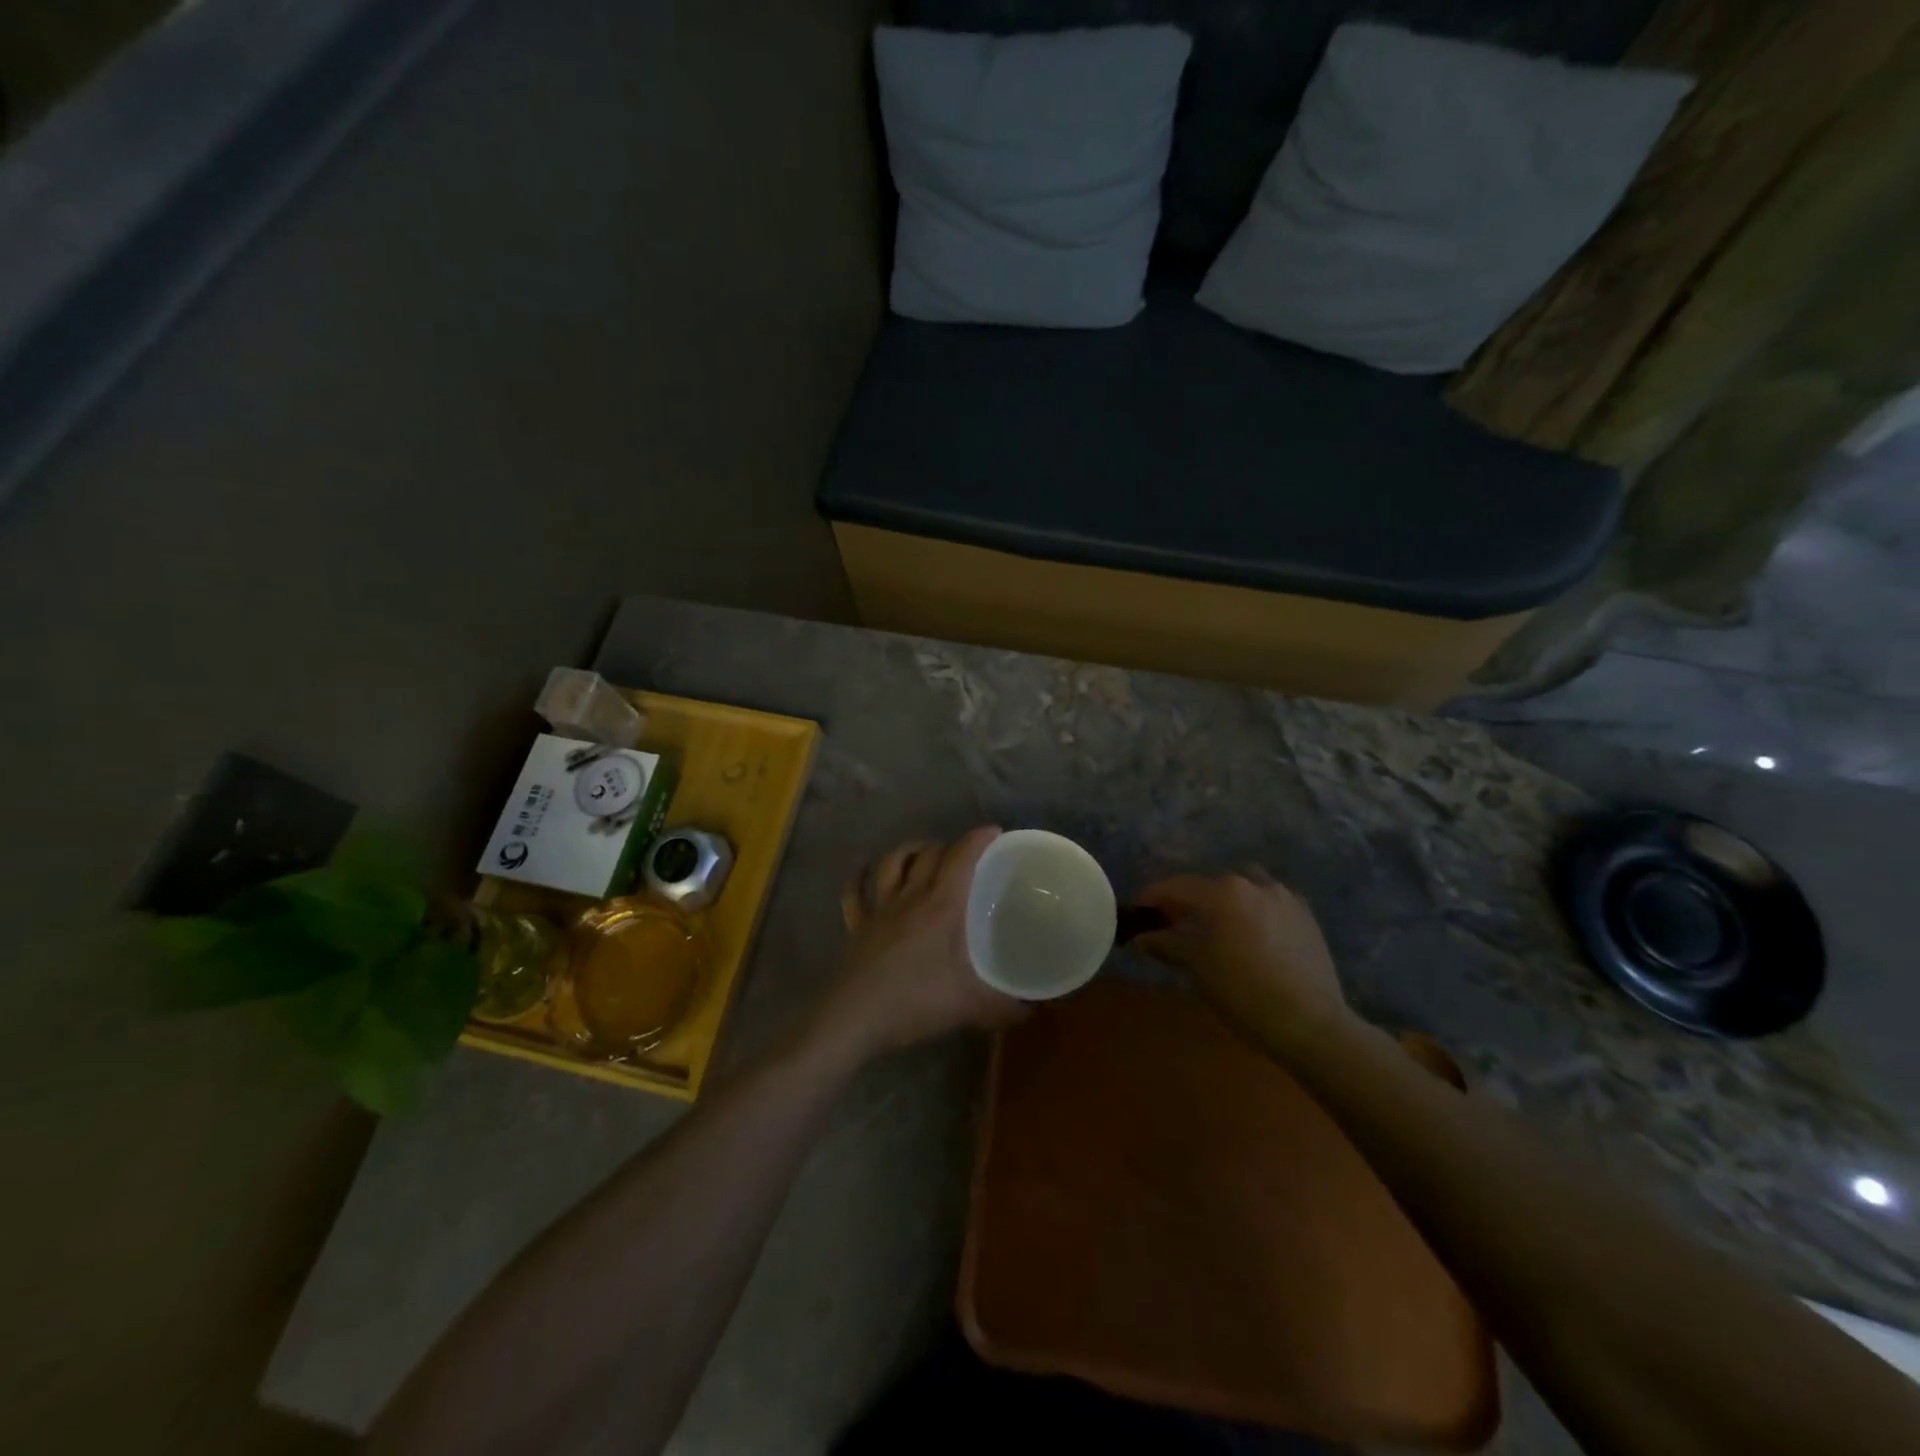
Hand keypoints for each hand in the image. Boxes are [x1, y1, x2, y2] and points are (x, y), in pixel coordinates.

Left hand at [807, 827, 1025, 1063]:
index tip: (994, 832)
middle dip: (948, 845)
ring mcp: (879, 909)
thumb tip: (1032, 1012)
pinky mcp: (857, 926)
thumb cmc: (916, 1002)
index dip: (978, 839)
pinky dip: (858, 877)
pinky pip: (854, 893)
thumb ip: (1004, 1007)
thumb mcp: (969, 1006)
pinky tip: (861, 868)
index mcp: (941, 906)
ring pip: (892, 863)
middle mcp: (910, 897)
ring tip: (922, 851)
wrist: (856, 1018)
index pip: (961, 858)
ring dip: (909, 851)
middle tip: (964, 854)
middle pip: (928, 855)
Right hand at [1133, 870, 1355, 1055]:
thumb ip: (1166, 944)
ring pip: (1244, 890)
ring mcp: (1285, 898)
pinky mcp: (1306, 917)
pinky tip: (1253, 937)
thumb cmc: (1242, 992)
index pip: (1177, 887)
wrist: (1309, 1022)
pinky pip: (1271, 905)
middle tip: (1175, 924)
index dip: (1153, 897)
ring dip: (1226, 903)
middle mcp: (1254, 884)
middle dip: (1190, 902)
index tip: (1139, 910)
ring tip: (1218, 928)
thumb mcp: (1196, 967)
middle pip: (1210, 886)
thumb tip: (1141, 938)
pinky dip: (1255, 913)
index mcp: (1223, 891)